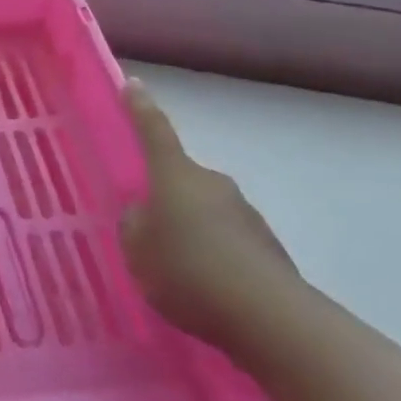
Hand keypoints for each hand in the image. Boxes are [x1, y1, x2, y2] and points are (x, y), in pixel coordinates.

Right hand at [118, 80, 302, 350]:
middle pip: (180, 179)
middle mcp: (212, 183)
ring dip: (190, 228)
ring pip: (204, 211)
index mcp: (175, 176)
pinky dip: (213, 254)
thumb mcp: (137, 249)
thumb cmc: (188, 271)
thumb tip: (144, 213)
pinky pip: (227, 240)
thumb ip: (134, 224)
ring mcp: (244, 212)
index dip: (140, 108)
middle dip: (164, 195)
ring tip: (176, 268)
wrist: (268, 317)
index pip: (154, 131)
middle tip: (146, 227)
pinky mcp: (265, 245)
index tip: (132, 83)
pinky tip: (205, 286)